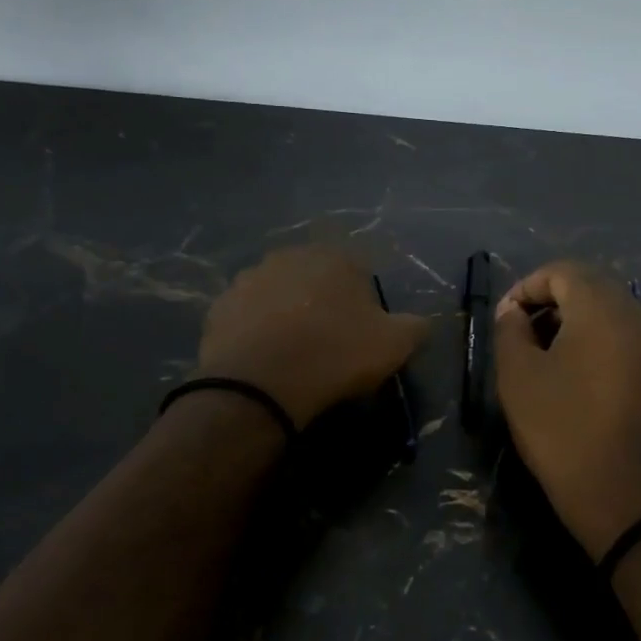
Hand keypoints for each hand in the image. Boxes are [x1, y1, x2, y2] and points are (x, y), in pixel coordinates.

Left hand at [196, 246, 429, 429]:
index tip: (362, 334)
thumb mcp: (395, 344)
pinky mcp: (219, 307)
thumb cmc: (336, 354)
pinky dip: (256, 332)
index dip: (362, 304)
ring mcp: (249, 279)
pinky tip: (265, 359)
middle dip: (321, 303)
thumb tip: (421, 324)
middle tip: (328, 342)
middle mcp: (289, 256)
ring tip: (293, 353)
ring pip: (277, 295)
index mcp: (334, 258)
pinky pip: (247, 317)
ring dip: (286, 314)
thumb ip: (415, 327)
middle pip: (314, 280)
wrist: (262, 383)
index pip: (357, 272)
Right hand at [493, 262, 640, 560]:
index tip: (505, 321)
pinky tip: (587, 383)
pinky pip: (634, 342)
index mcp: (604, 308)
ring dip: (580, 325)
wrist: (635, 502)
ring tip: (553, 361)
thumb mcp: (519, 379)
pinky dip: (605, 346)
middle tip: (525, 338)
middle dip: (553, 303)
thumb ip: (510, 331)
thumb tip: (515, 313)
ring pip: (616, 315)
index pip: (562, 271)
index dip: (527, 287)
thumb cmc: (565, 433)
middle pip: (593, 287)